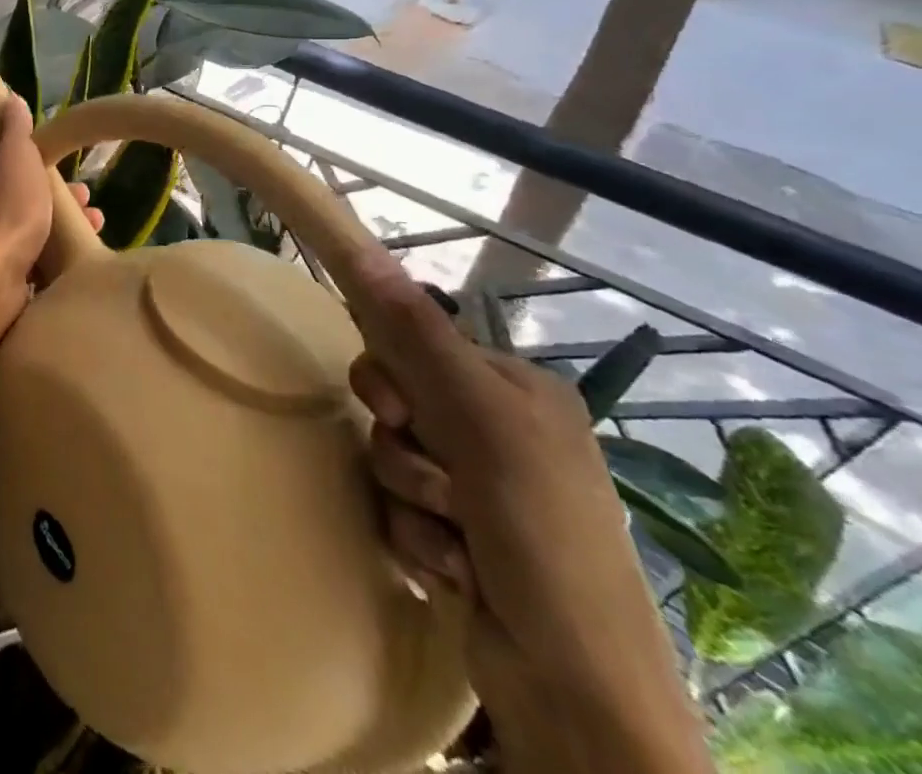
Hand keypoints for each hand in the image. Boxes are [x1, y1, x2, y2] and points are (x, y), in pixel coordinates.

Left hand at [0, 96, 102, 335]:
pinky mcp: (15, 280)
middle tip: (91, 202)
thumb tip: (9, 96)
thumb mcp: (16, 159)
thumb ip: (15, 132)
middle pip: (32, 201)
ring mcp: (3, 249)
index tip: (71, 168)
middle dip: (63, 199)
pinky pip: (45, 263)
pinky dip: (66, 258)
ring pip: (41, 232)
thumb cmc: (12, 211)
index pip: (16, 167)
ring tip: (96, 229)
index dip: (43, 164)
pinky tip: (84, 261)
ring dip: (69, 228)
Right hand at [341, 252, 710, 773]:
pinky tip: (452, 569)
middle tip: (435, 482)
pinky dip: (416, 536)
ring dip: (409, 499)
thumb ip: (414, 333)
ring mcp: (480, 489)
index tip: (393, 409)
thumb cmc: (538, 530)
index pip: (414, 346)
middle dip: (402, 449)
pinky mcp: (457, 537)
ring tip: (454, 540)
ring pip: (392, 458)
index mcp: (517, 390)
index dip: (390, 376)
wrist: (574, 688)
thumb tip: (359, 247)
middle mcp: (500, 432)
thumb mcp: (478, 419)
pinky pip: (398, 506)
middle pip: (397, 403)